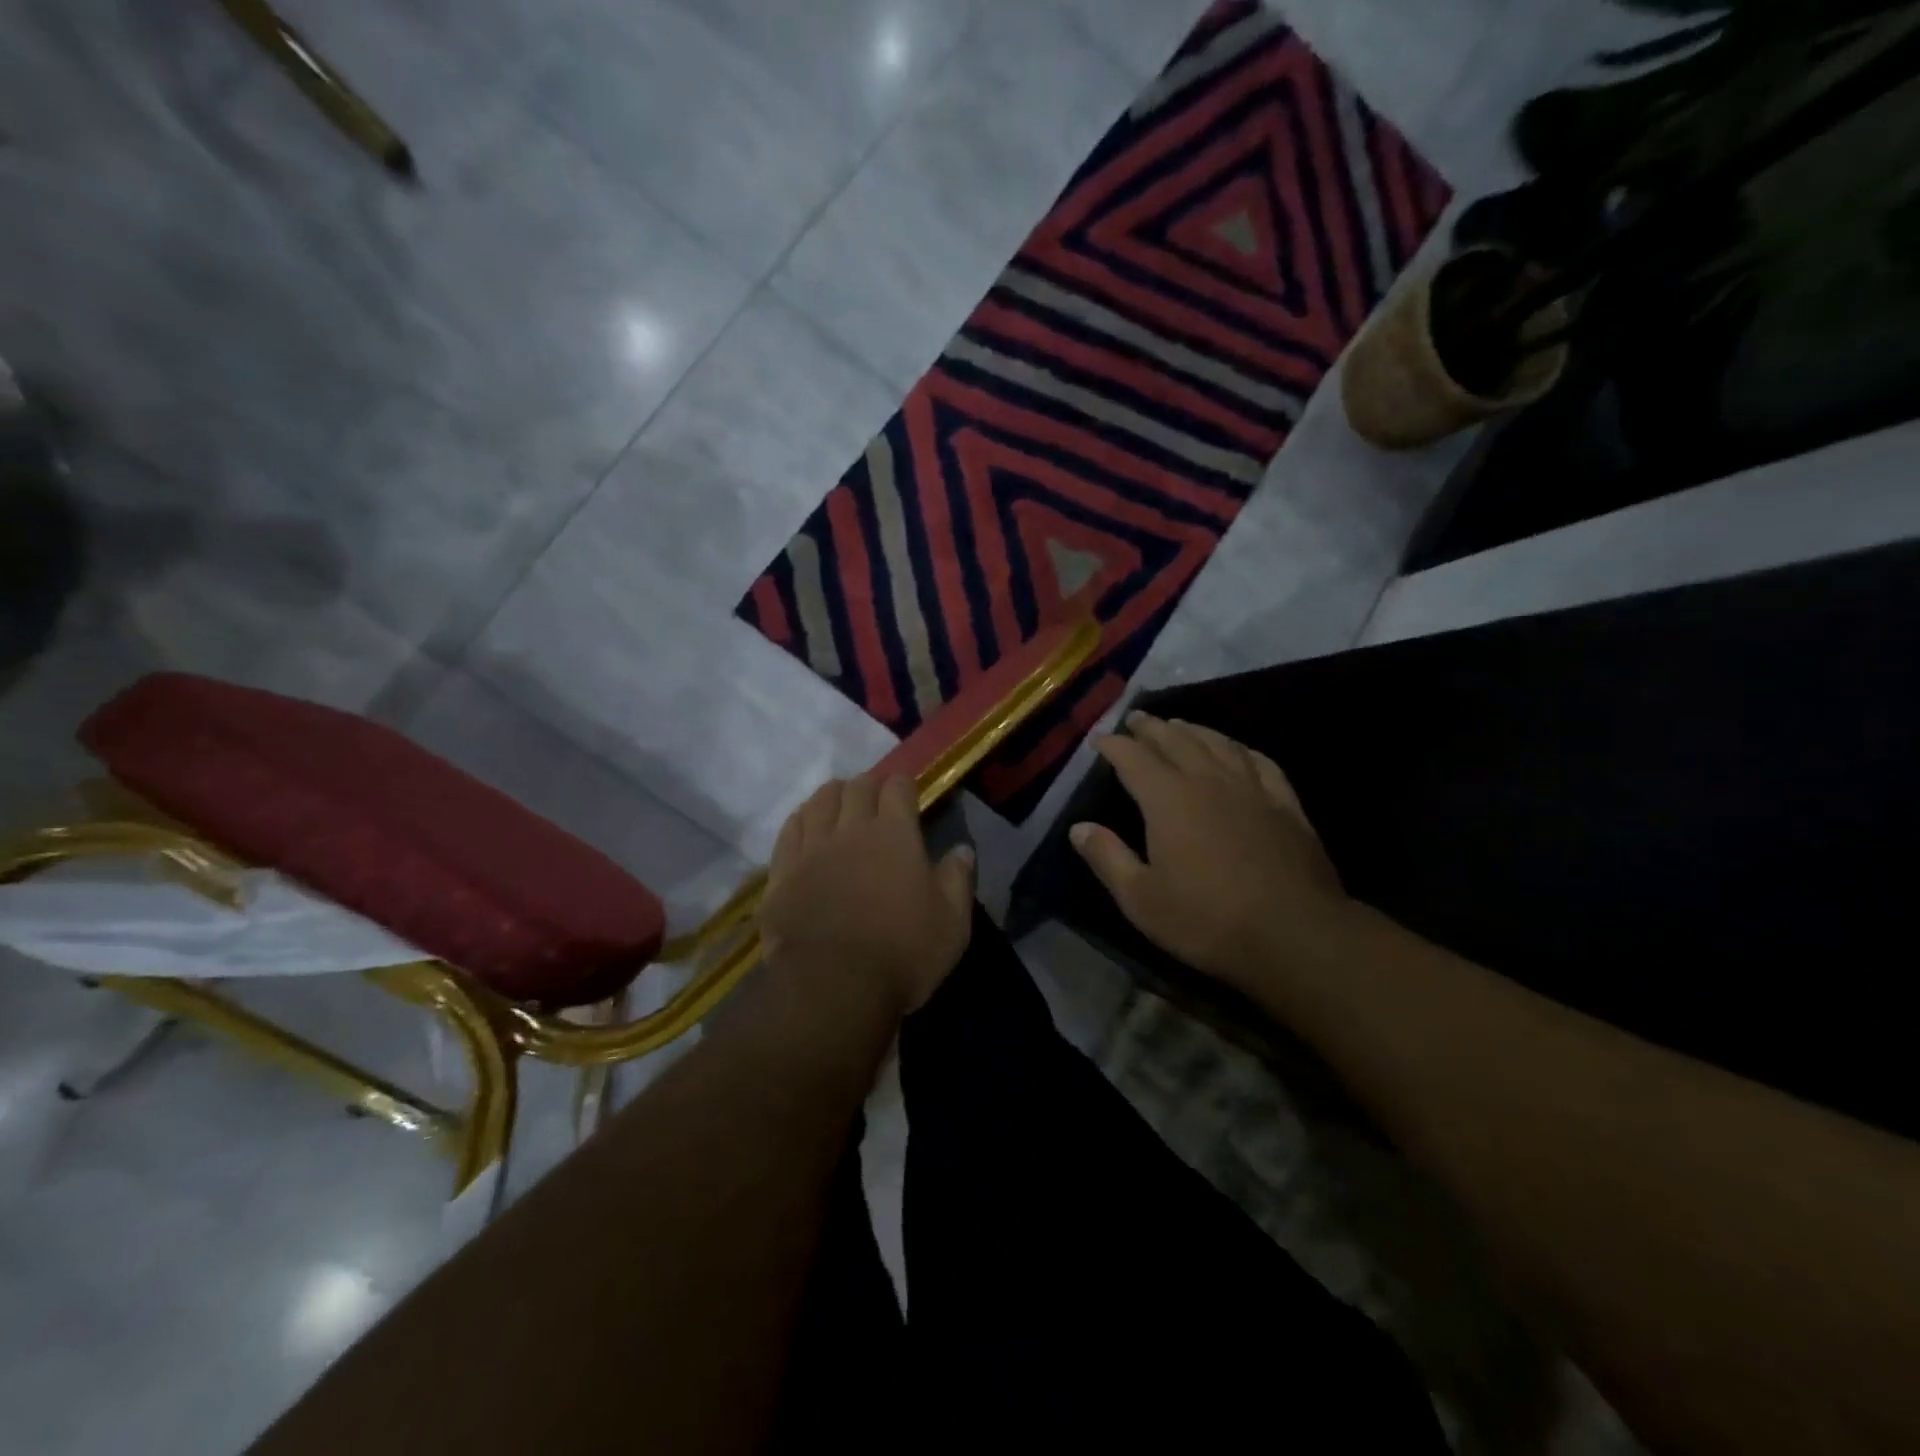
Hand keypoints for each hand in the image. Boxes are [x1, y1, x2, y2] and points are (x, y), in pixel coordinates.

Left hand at [757, 774, 975, 1027]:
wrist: (832, 987)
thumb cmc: (902, 954)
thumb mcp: (951, 923)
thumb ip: (958, 880)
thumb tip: (962, 849)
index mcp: (894, 835)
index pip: (898, 787)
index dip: (904, 784)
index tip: (908, 794)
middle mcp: (851, 830)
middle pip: (856, 787)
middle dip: (869, 786)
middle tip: (876, 800)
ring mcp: (811, 848)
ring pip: (819, 801)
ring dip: (833, 796)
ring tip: (839, 805)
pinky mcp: (782, 872)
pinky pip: (789, 830)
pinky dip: (801, 820)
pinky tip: (806, 826)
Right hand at [1070, 713, 1350, 993]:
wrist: (1294, 934)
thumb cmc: (1206, 920)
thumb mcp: (1141, 899)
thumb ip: (1107, 858)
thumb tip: (1078, 828)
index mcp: (1168, 800)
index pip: (1134, 758)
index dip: (1114, 745)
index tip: (1099, 739)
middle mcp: (1208, 781)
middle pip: (1175, 741)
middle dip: (1151, 728)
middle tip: (1136, 719)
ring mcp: (1251, 789)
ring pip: (1217, 744)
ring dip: (1193, 730)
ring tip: (1178, 724)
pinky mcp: (1285, 804)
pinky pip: (1260, 762)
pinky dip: (1241, 749)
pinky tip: (1237, 750)